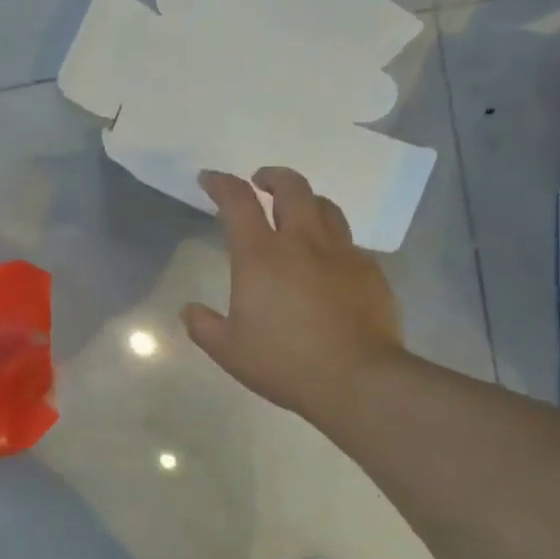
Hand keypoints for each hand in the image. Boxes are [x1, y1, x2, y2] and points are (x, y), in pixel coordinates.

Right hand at [183, 168, 404, 419]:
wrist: (358, 380)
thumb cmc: (284, 362)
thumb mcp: (229, 351)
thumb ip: (204, 326)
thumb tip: (189, 311)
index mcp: (261, 256)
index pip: (238, 202)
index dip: (222, 184)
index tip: (210, 179)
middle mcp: (302, 243)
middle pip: (292, 188)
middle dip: (273, 177)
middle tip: (261, 182)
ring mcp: (341, 254)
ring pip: (326, 207)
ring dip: (306, 201)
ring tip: (297, 212)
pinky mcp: (370, 272)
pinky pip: (349, 243)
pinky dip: (332, 240)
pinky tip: (328, 262)